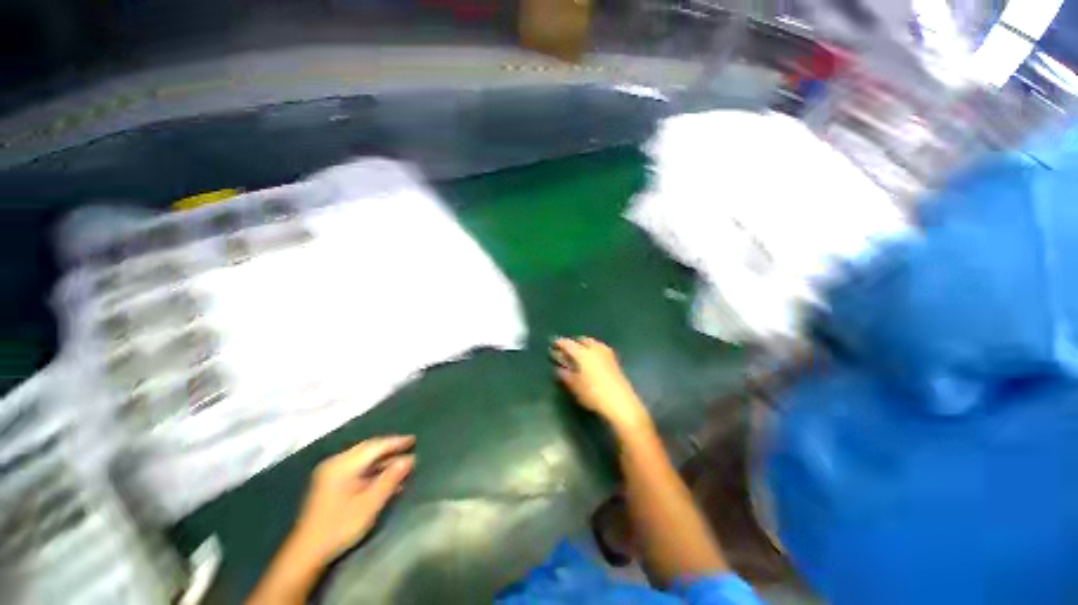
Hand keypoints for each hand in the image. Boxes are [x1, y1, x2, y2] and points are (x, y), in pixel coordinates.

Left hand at [290, 436, 414, 563]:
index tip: (413, 439)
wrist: (307, 551)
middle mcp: (336, 463)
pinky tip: (385, 479)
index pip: (374, 446)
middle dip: (389, 449)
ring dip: (382, 461)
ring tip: (401, 465)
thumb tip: (410, 460)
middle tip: (409, 447)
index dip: (395, 442)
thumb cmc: (340, 526)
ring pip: (362, 459)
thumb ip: (390, 479)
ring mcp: (331, 473)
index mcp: (343, 465)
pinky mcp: (330, 483)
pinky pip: (356, 469)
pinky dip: (372, 471)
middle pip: (368, 449)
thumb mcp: (369, 504)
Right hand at [550, 337, 651, 433]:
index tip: (553, 344)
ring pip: (592, 343)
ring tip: (578, 353)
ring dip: (584, 345)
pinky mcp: (614, 361)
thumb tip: (559, 368)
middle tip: (566, 349)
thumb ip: (565, 375)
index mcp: (583, 353)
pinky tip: (591, 359)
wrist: (621, 403)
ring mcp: (606, 354)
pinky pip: (600, 349)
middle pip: (582, 340)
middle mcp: (595, 349)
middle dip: (573, 342)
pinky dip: (593, 350)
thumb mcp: (575, 386)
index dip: (559, 343)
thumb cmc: (593, 394)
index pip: (568, 344)